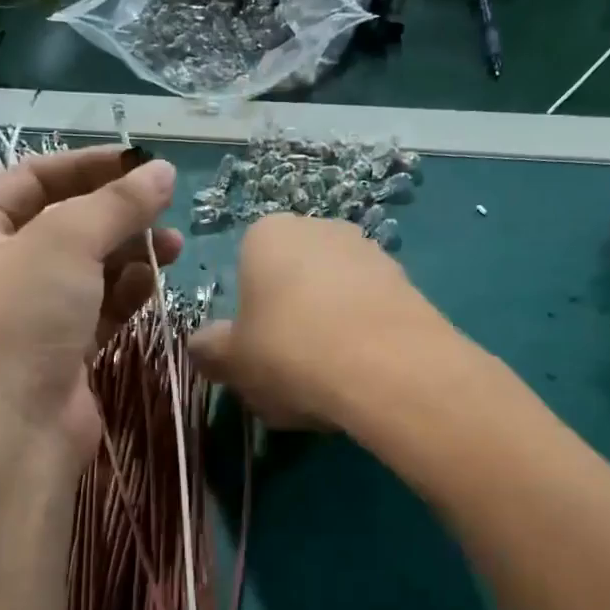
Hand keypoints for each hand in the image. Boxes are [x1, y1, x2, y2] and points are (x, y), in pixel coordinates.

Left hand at [0, 146, 181, 461]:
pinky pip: (98, 306)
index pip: (33, 177)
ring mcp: (27, 312)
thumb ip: (118, 203)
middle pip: (64, 222)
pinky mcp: (59, 349)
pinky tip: (156, 282)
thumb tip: (164, 171)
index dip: (88, 165)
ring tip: (174, 247)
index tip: (141, 163)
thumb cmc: (21, 318)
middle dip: (117, 214)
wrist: (10, 432)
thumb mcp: (66, 242)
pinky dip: (126, 292)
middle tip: (166, 209)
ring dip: (130, 252)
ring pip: (86, 267)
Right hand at [188, 214, 447, 430]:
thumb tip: (203, 346)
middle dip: (289, 320)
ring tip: (329, 381)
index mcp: (267, 234)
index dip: (247, 316)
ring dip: (327, 331)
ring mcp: (368, 250)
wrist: (389, 368)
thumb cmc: (290, 351)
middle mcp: (319, 228)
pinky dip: (362, 339)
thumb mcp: (231, 361)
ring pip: (333, 298)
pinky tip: (362, 376)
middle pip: (292, 281)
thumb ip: (209, 350)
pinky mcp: (407, 280)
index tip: (255, 353)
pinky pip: (368, 312)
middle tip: (289, 370)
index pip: (245, 268)